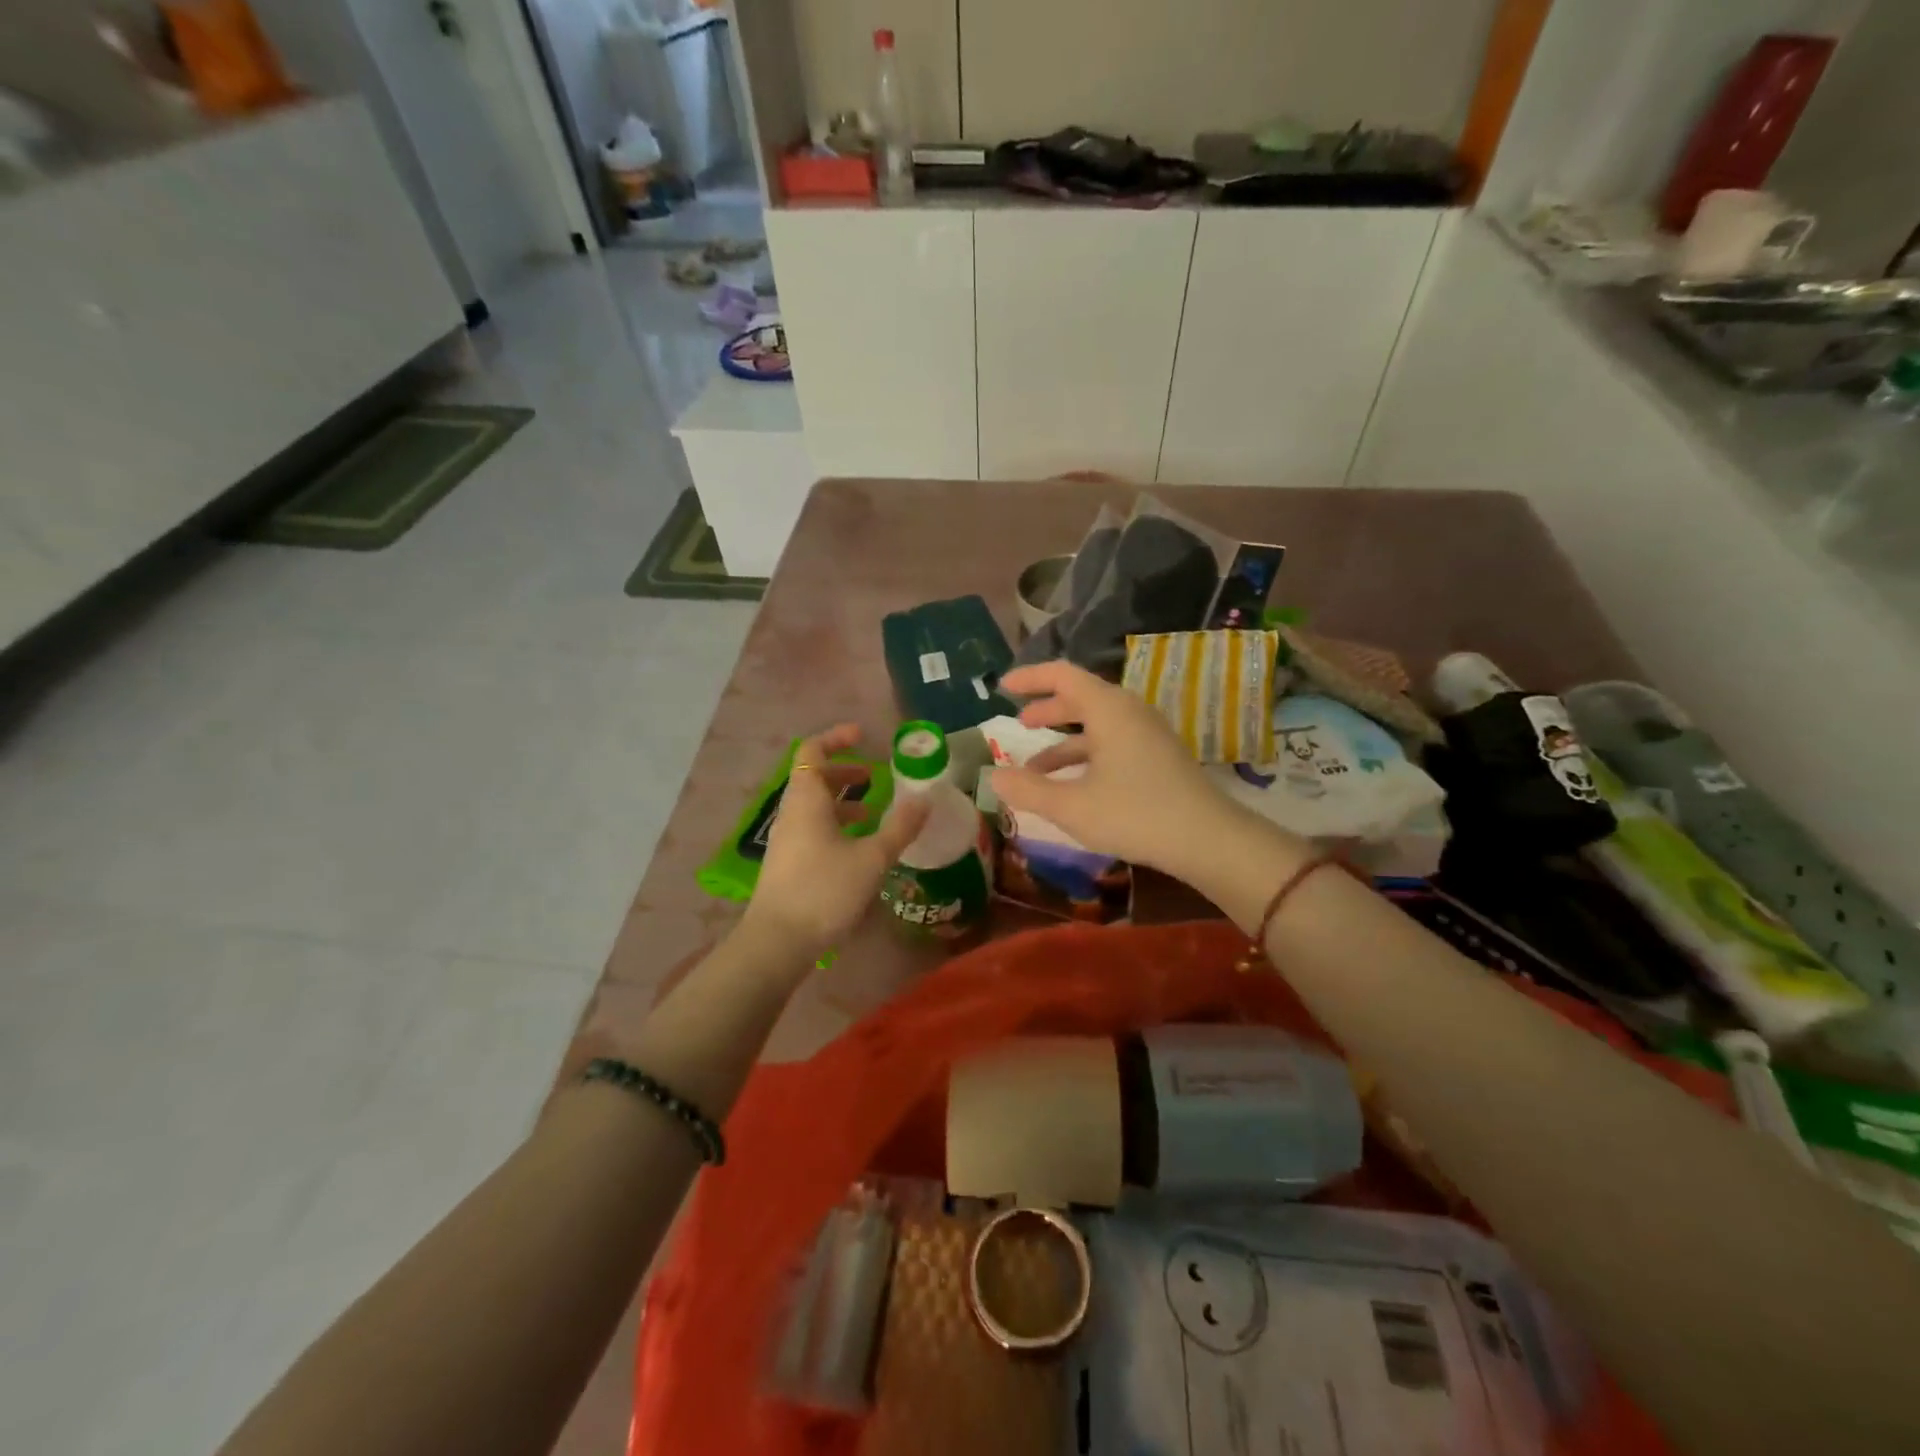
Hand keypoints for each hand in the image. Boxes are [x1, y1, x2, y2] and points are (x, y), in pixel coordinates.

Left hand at [744, 724, 928, 960]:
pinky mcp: (787, 862)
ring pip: (814, 805)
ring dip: (842, 801)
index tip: (864, 735)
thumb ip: (900, 827)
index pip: (812, 750)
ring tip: (873, 813)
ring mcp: (786, 838)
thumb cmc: (824, 890)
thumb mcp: (872, 858)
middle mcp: (791, 812)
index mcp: (806, 799)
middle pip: (813, 776)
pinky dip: (836, 824)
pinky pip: (812, 828)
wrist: (778, 942)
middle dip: (845, 770)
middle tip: (875, 775)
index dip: (837, 738)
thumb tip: (925, 798)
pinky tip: (858, 847)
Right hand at [989, 661, 1239, 876]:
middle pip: (1080, 697)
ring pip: (1097, 725)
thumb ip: (1027, 790)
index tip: (1004, 688)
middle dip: (1046, 710)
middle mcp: (1129, 711)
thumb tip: (993, 777)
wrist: (1208, 840)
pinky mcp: (1158, 756)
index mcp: (1108, 709)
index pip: (1062, 675)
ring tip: (1034, 770)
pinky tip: (1072, 786)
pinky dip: (1086, 756)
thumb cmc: (1135, 814)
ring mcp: (1148, 734)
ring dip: (1063, 742)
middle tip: (1019, 724)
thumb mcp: (1071, 806)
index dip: (1030, 678)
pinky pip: (1113, 742)